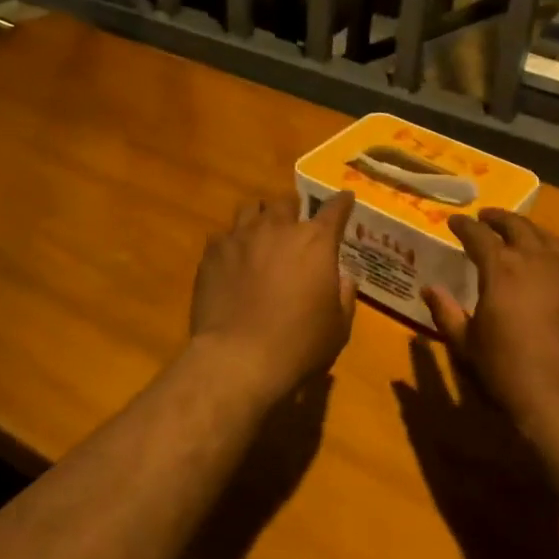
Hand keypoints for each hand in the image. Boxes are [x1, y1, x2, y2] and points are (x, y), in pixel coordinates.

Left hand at [187, 193, 357, 403]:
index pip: (335, 209)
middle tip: (294, 227)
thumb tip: (343, 278)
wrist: (238, 359)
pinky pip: (224, 235)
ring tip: (261, 235)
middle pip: (287, 202)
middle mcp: (278, 228)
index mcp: (316, 241)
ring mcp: (241, 236)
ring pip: (251, 208)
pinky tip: (232, 261)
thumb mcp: (338, 327)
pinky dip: (232, 243)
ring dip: (260, 218)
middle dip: (294, 211)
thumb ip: (344, 295)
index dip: (342, 202)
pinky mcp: (213, 252)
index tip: (345, 199)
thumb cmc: (298, 345)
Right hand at [422, 209, 558, 438]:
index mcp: (502, 268)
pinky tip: (552, 272)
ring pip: (550, 240)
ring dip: (531, 232)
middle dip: (499, 219)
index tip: (454, 221)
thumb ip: (446, 312)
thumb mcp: (467, 345)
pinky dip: (556, 259)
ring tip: (521, 234)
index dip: (464, 226)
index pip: (479, 235)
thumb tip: (430, 289)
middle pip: (519, 227)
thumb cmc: (508, 373)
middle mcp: (539, 261)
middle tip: (486, 218)